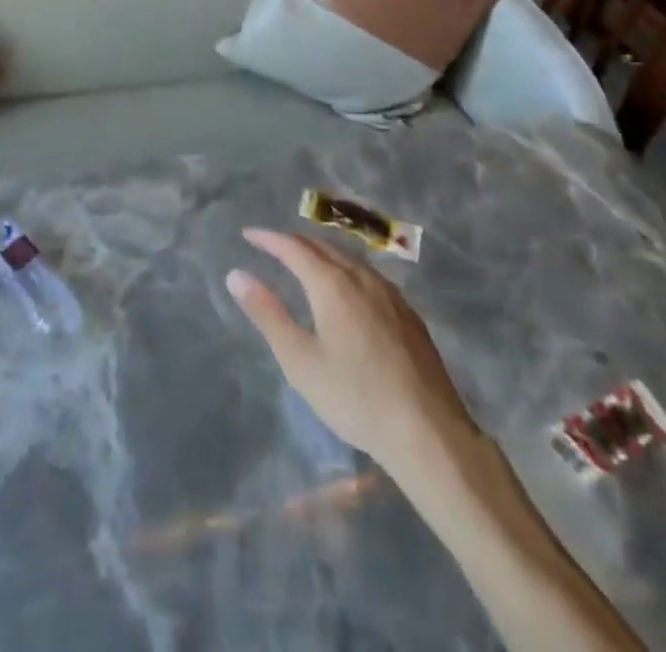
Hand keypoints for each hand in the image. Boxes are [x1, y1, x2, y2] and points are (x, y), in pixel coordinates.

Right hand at [228, 228, 476, 472]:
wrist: (428, 432)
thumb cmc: (355, 397)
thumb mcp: (300, 361)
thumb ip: (267, 314)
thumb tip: (236, 275)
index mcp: (333, 284)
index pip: (294, 248)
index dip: (268, 239)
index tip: (248, 234)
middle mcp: (362, 278)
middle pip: (323, 247)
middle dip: (294, 242)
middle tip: (272, 245)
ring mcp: (390, 294)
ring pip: (349, 259)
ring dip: (322, 253)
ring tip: (305, 261)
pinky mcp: (409, 314)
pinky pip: (369, 276)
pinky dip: (346, 269)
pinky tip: (348, 289)